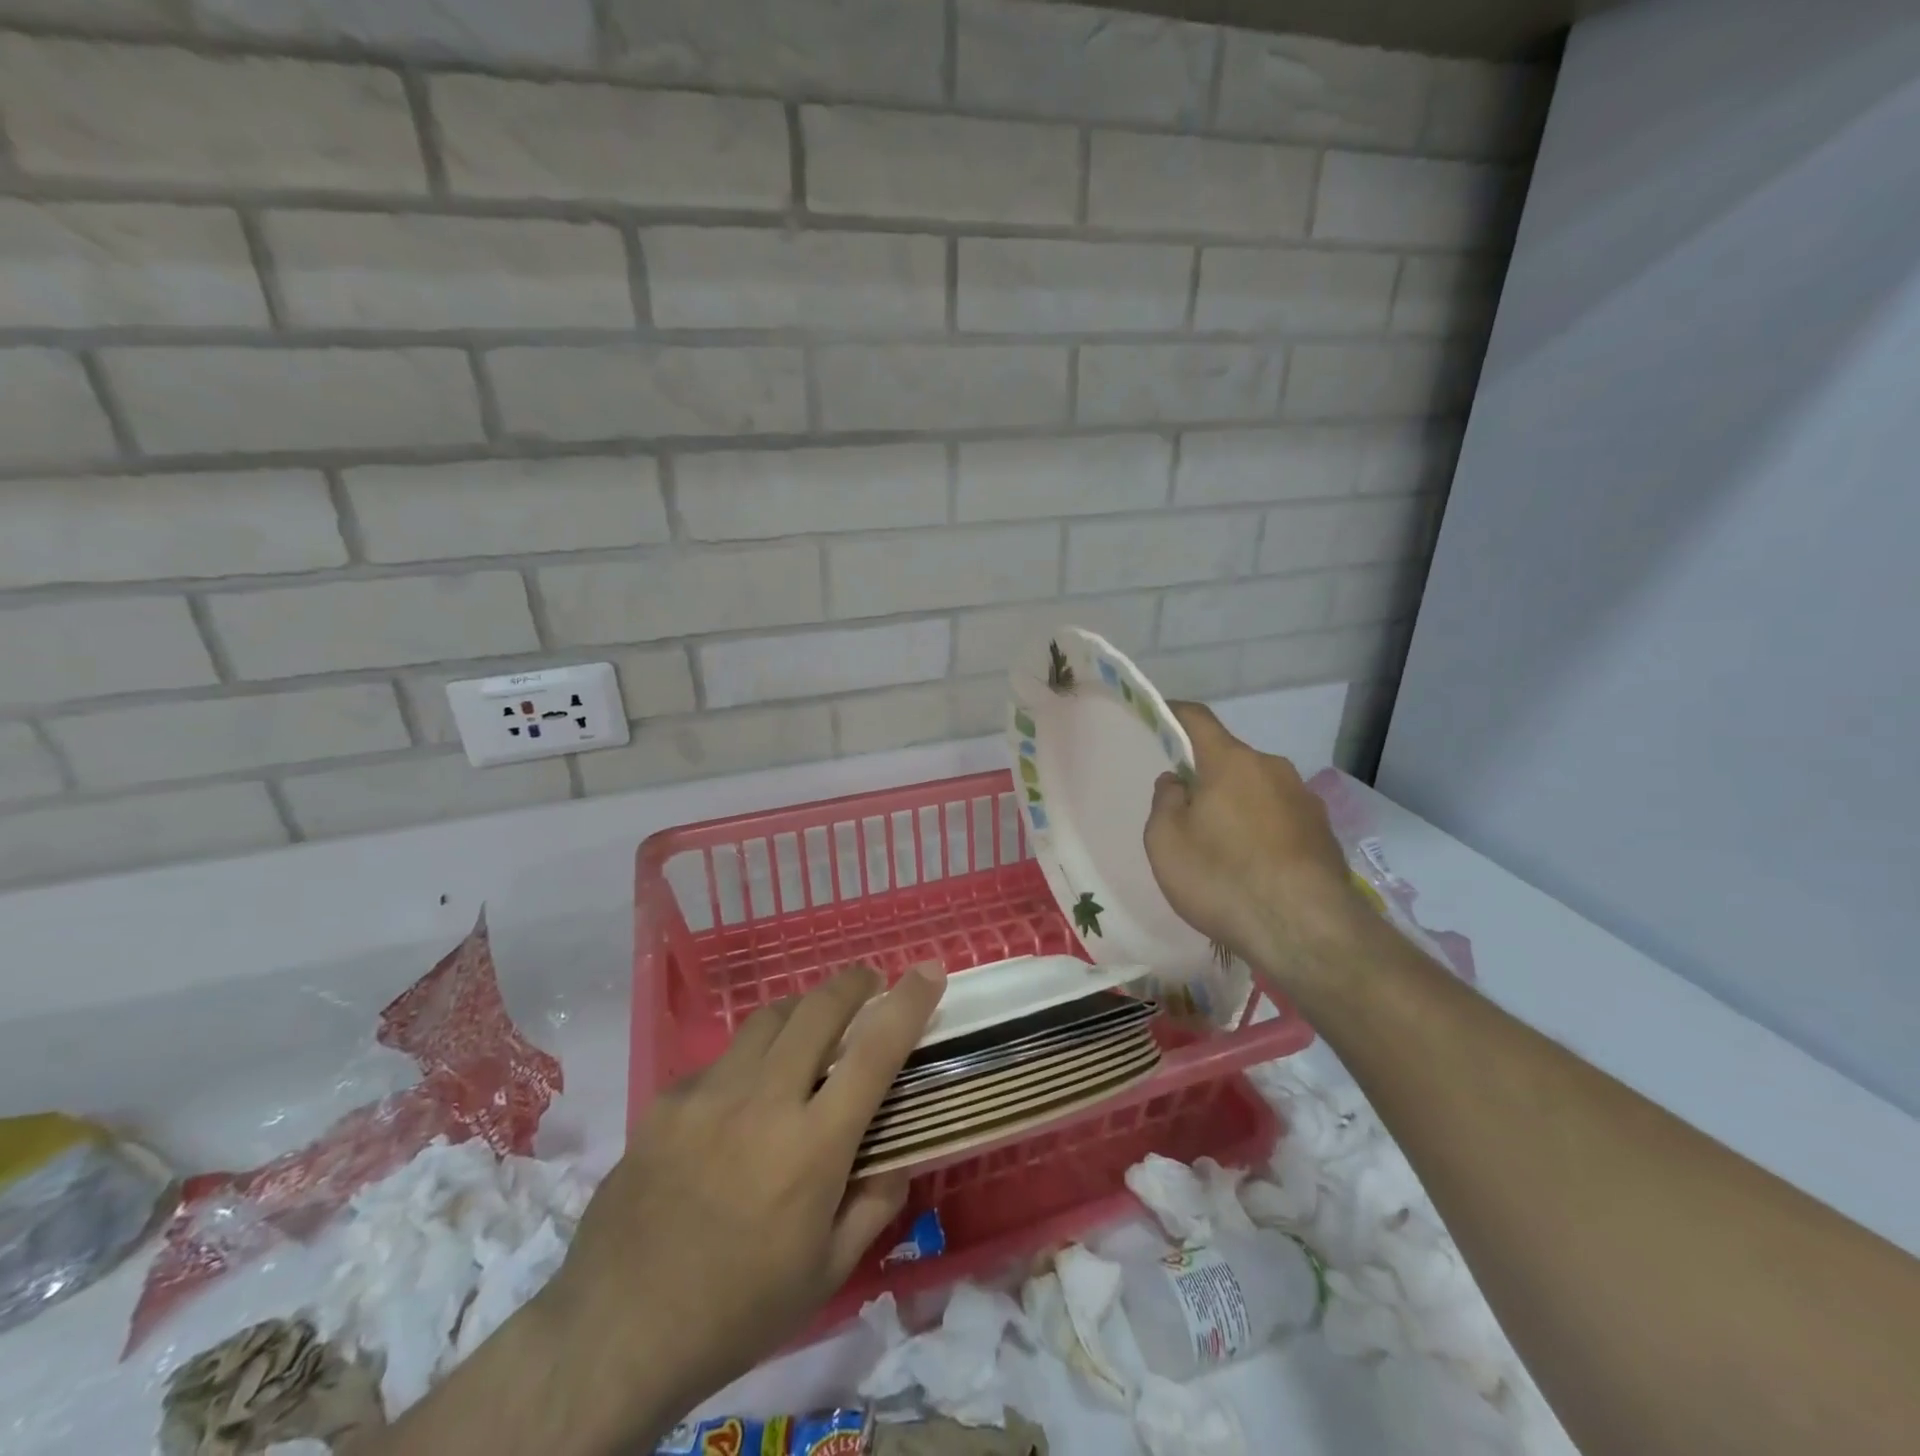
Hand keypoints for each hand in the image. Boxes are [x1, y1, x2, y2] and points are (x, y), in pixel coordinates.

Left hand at [539, 962, 945, 1436]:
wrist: (615, 1335)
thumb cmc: (737, 1312)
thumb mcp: (828, 1273)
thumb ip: (875, 1203)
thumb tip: (898, 1154)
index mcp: (812, 1147)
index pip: (875, 1052)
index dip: (908, 1002)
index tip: (929, 970)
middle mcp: (762, 1103)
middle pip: (818, 1008)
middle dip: (853, 983)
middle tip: (869, 982)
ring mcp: (707, 1095)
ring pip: (768, 1019)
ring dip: (800, 1014)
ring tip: (808, 1035)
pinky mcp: (666, 1101)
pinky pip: (721, 1061)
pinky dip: (747, 1064)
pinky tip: (737, 1105)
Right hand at [1144, 703, 1372, 992]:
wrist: (1307, 931)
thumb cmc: (1223, 878)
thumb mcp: (1166, 842)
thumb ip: (1165, 802)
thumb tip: (1178, 782)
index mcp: (1231, 762)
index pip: (1197, 719)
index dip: (1174, 713)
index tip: (1159, 717)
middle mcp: (1273, 769)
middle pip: (1230, 759)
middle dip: (1207, 775)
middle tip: (1186, 813)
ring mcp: (1305, 800)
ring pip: (1258, 790)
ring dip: (1237, 806)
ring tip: (1223, 850)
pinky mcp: (1325, 834)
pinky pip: (1281, 819)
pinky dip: (1262, 832)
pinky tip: (1254, 869)